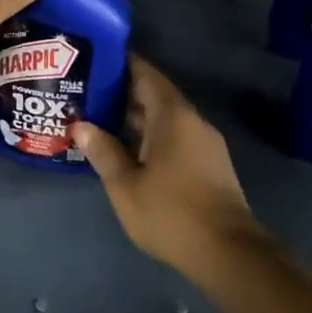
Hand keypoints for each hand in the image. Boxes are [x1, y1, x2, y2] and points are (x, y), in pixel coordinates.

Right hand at [72, 55, 258, 276]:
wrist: (230, 255)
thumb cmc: (172, 213)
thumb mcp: (125, 185)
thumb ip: (103, 151)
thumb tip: (81, 124)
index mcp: (173, 117)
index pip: (147, 75)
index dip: (123, 64)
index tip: (96, 58)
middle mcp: (193, 122)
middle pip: (155, 96)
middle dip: (123, 92)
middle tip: (87, 90)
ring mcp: (204, 145)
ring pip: (164, 119)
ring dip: (135, 117)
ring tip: (99, 118)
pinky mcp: (209, 166)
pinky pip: (174, 137)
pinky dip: (149, 136)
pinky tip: (126, 148)